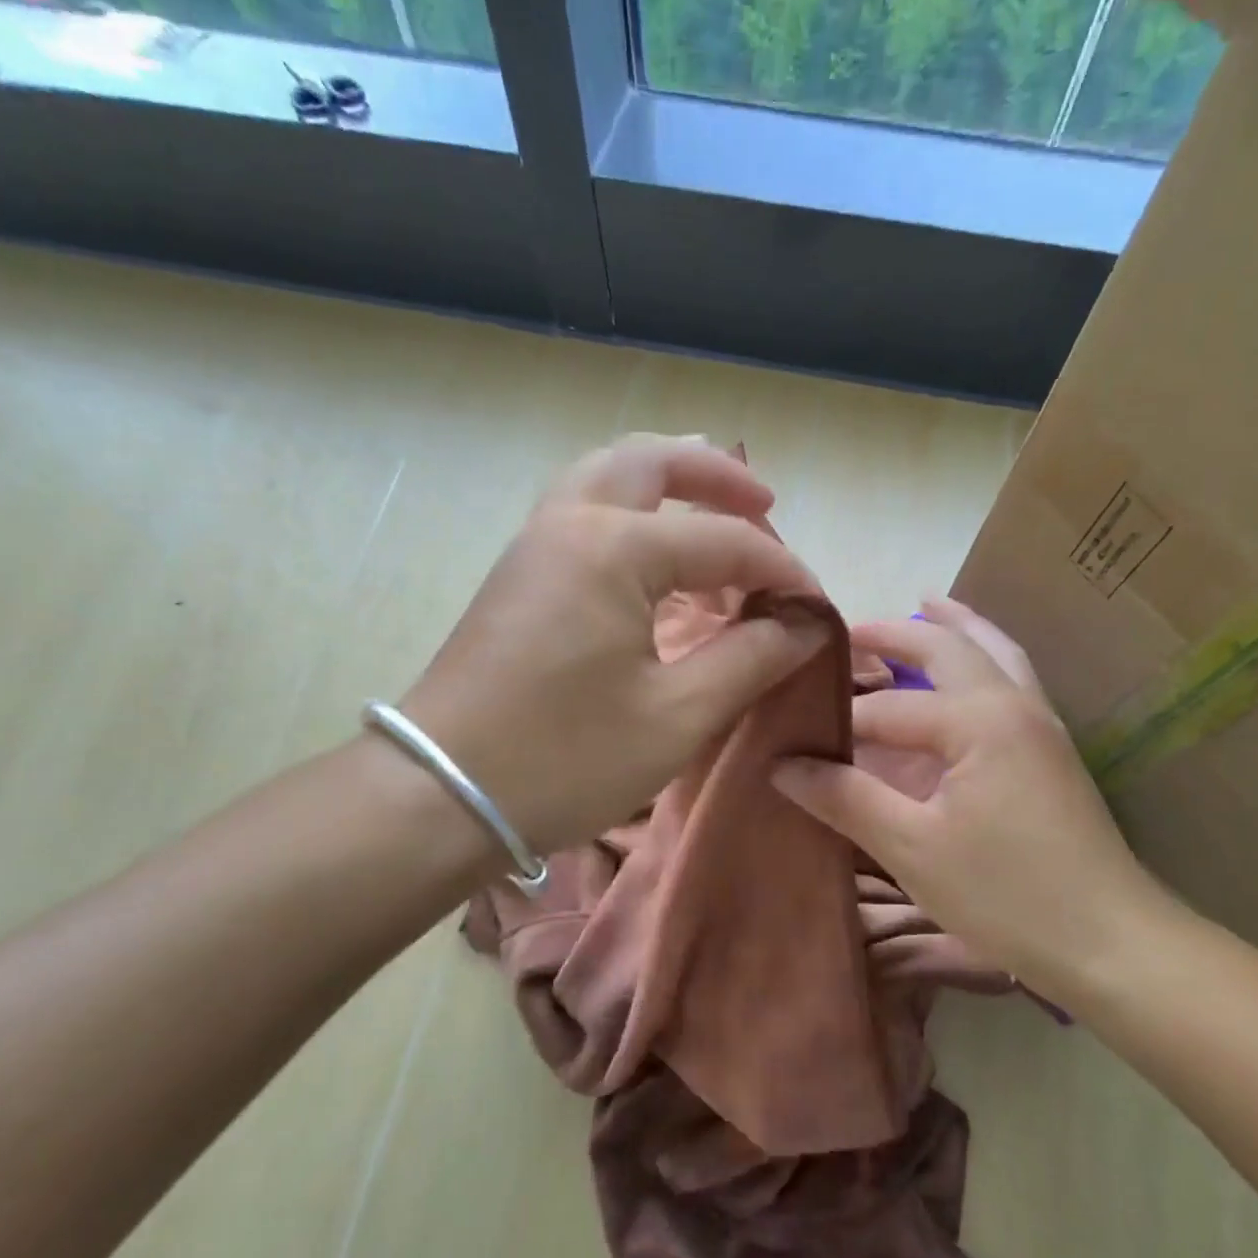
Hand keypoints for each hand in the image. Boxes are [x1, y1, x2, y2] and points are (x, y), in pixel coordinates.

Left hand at [401, 434, 827, 859]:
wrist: (439, 796)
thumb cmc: (563, 759)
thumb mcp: (676, 716)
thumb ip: (750, 659)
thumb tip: (806, 625)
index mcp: (613, 548)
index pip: (724, 541)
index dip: (782, 572)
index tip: (818, 609)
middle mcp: (569, 524)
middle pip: (650, 461)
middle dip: (716, 475)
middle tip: (765, 505)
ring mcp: (533, 546)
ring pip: (606, 477)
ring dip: (666, 484)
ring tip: (713, 515)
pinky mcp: (517, 578)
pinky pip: (583, 515)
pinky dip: (631, 516)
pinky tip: (656, 562)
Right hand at [772, 597, 1177, 1003]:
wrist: (1111, 943)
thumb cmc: (1005, 895)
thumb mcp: (911, 847)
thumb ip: (845, 798)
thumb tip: (781, 764)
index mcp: (978, 720)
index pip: (887, 708)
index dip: (836, 721)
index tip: (790, 733)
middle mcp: (1014, 704)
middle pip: (951, 647)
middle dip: (899, 633)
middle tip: (851, 626)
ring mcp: (1042, 724)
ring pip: (995, 653)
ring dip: (955, 628)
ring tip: (927, 605)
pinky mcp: (1052, 750)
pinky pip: (1011, 680)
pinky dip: (982, 658)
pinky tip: (967, 673)